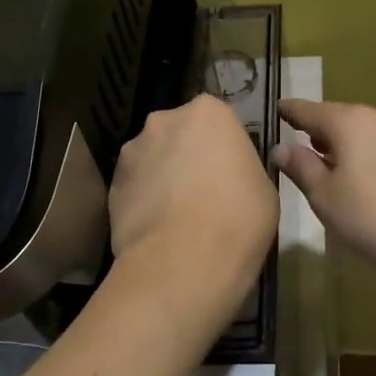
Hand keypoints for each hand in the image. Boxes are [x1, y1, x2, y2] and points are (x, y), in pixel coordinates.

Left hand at [109, 94, 278, 316]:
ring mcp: (133, 151)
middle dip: (188, 154)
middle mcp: (164, 120)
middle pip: (179, 133)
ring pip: (153, 158)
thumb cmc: (238, 219)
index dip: (224, 147)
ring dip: (162, 175)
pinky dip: (144, 200)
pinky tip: (157, 228)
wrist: (182, 263)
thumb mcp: (264, 188)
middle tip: (204, 190)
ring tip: (176, 214)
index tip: (230, 171)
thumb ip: (243, 167)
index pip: (219, 120)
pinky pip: (135, 186)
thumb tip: (229, 174)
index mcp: (209, 112)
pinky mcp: (111, 184)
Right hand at [274, 99, 375, 287]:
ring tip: (329, 167)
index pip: (308, 110)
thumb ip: (301, 167)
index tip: (276, 111)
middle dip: (317, 131)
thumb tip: (281, 148)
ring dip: (344, 144)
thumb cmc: (374, 218)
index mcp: (349, 121)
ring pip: (363, 131)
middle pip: (338, 118)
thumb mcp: (325, 197)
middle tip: (299, 148)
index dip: (289, 112)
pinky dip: (367, 154)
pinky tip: (365, 179)